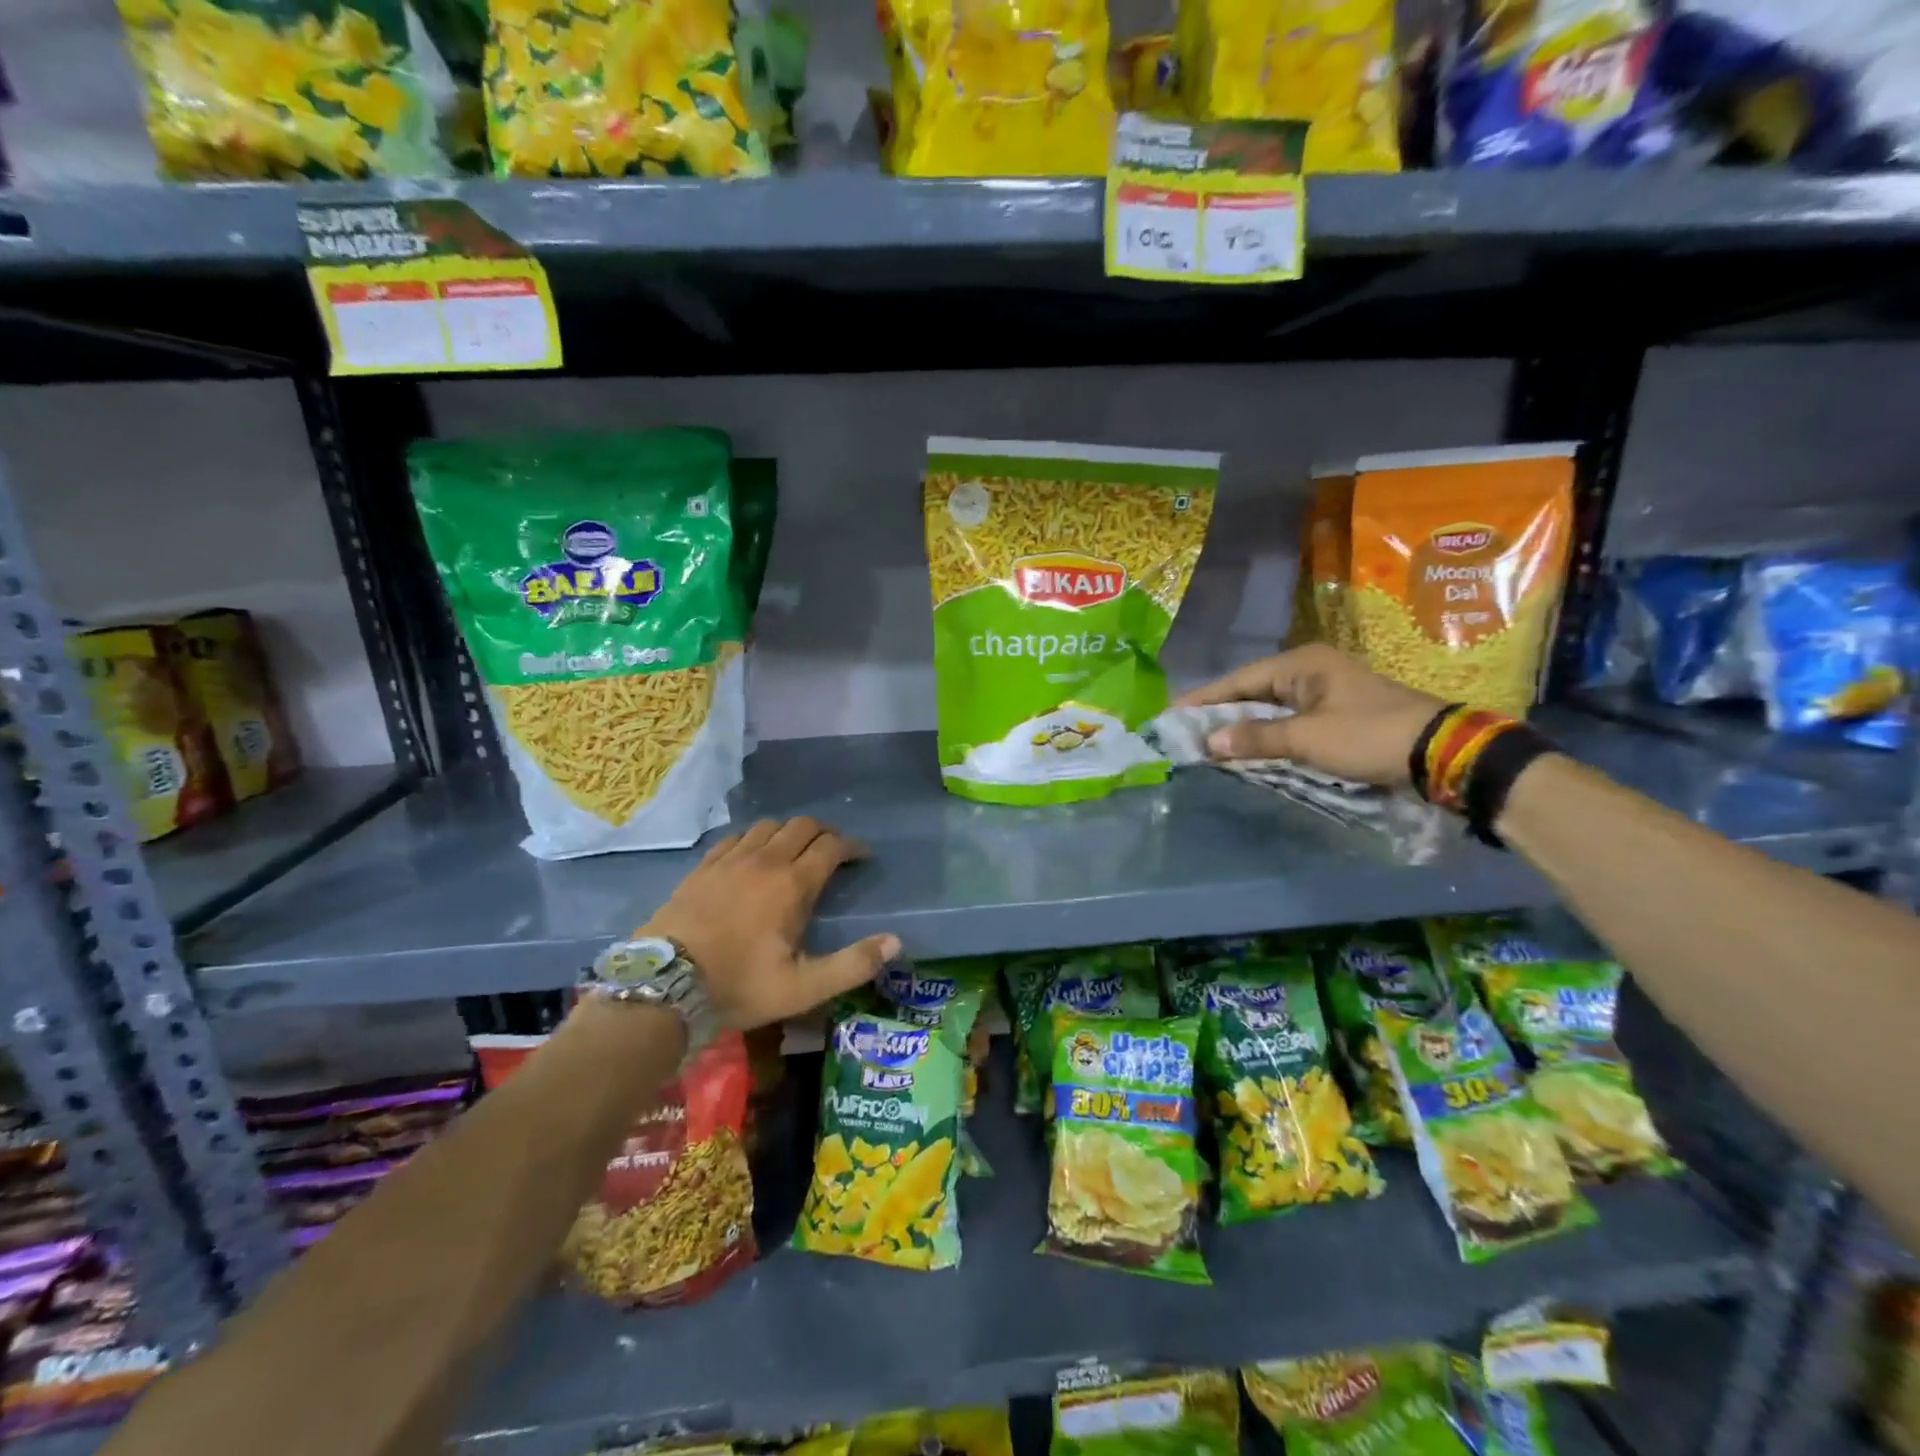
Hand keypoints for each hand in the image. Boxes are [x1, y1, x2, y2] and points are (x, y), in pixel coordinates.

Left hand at [643, 817, 898, 1029]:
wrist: (665, 984)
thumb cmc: (739, 985)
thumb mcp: (803, 987)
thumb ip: (852, 964)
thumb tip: (895, 942)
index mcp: (793, 884)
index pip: (831, 847)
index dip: (852, 847)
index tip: (862, 857)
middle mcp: (765, 860)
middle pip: (803, 826)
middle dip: (825, 832)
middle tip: (834, 851)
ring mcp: (731, 859)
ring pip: (769, 825)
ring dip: (790, 832)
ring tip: (796, 850)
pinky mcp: (704, 866)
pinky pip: (736, 836)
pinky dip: (755, 838)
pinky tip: (753, 854)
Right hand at [1179, 644, 1443, 788]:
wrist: (1443, 753)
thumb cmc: (1369, 736)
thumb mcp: (1308, 739)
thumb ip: (1255, 739)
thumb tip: (1207, 743)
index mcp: (1301, 663)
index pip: (1238, 680)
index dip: (1203, 699)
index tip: (1170, 714)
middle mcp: (1309, 670)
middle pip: (1251, 691)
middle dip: (1218, 713)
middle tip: (1183, 732)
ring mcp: (1324, 692)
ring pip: (1268, 708)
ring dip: (1241, 727)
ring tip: (1205, 743)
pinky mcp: (1335, 714)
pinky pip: (1287, 721)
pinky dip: (1265, 735)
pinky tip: (1245, 749)